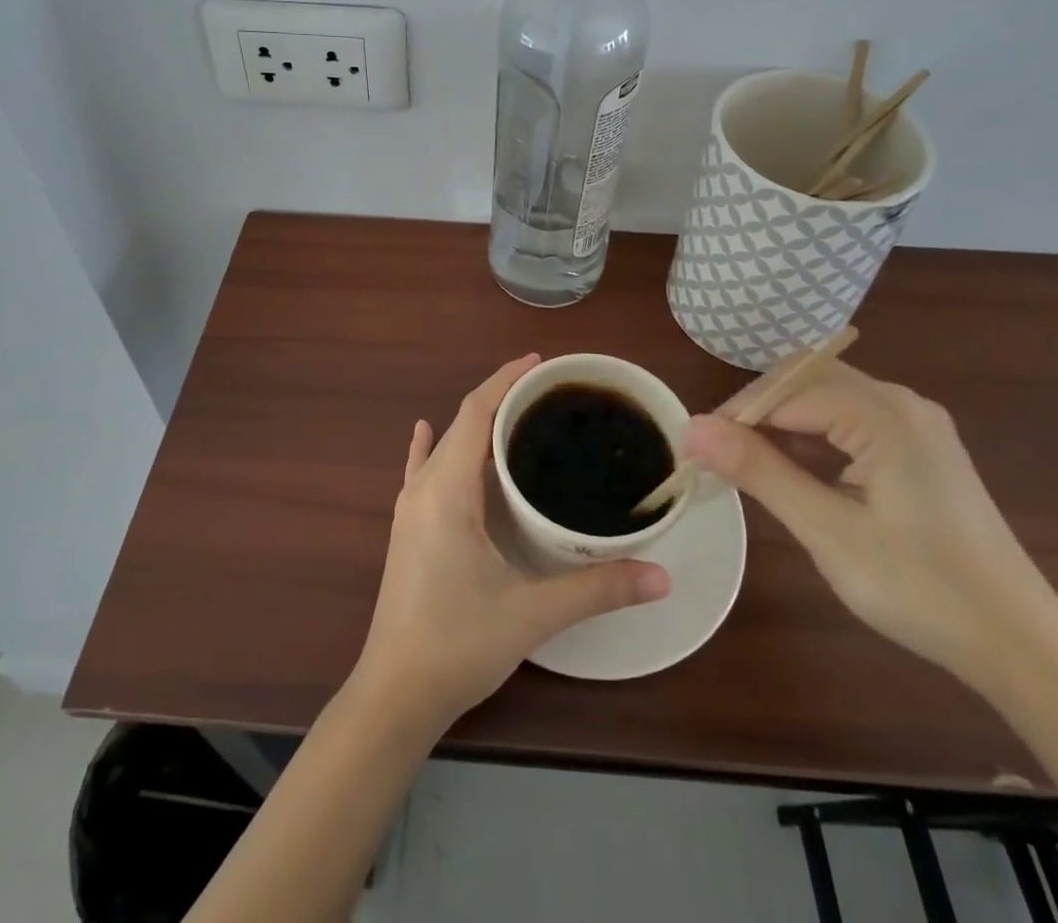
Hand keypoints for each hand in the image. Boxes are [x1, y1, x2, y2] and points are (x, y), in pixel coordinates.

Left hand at [354, 355, 670, 729]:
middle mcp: (423, 487)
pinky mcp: (406, 529)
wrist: (394, 694)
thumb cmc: (458, 643)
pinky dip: (432, 447)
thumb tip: (662, 576)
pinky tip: (425, 434)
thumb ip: (597, 590)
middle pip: (462, 422)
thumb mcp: (532, 614)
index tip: (540, 363)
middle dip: (500, 398)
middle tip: (549, 393)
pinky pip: (419, 471)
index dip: (505, 380)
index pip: (476, 412)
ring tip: (518, 415)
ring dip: (476, 424)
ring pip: (444, 445)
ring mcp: (409, 508)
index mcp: (447, 489)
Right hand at [684, 360, 1053, 686]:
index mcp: (884, 414)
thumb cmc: (922, 588)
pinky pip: (851, 422)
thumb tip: (692, 428)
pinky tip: (796, 472)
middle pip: (807, 380)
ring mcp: (916, 425)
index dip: (736, 414)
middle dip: (758, 411)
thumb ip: (759, 471)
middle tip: (721, 455)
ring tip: (748, 465)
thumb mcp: (828, 530)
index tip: (698, 451)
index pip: (788, 390)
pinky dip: (814, 437)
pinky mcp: (920, 450)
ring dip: (784, 423)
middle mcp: (902, 403)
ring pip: (827, 399)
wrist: (1023, 647)